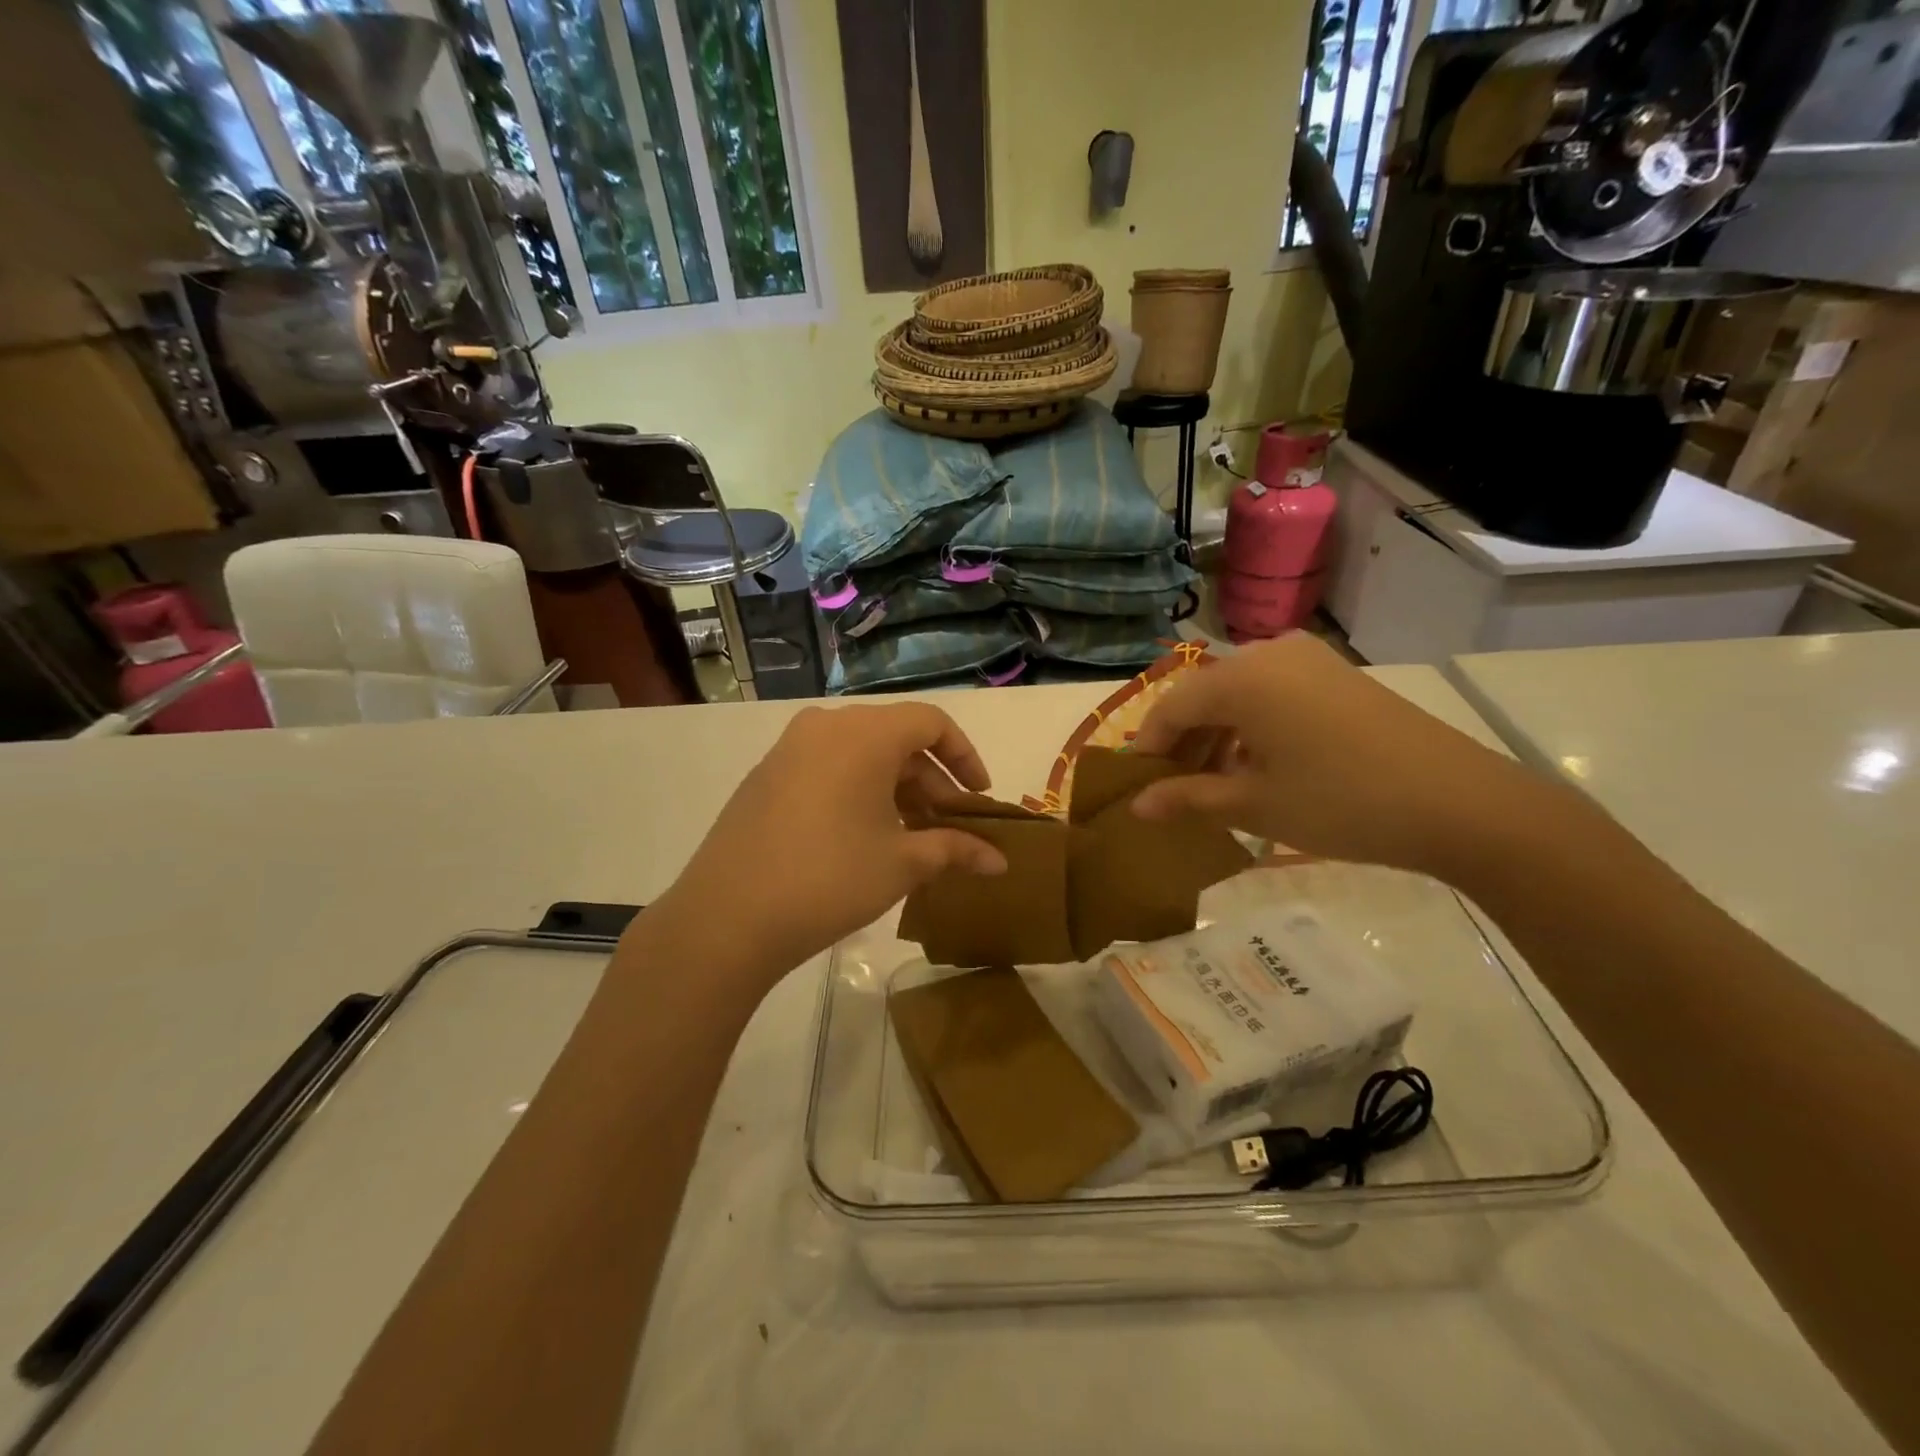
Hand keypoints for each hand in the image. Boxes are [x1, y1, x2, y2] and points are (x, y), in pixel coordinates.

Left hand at [649, 703, 1006, 984]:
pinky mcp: (766, 775)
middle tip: (947, 827)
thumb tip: (1000, 862)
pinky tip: (863, 837)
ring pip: (861, 754)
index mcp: (864, 733)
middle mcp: (826, 726)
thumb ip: (956, 850)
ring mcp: (789, 749)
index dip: (965, 756)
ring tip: (910, 837)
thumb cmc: (830, 879)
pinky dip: (859, 791)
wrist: (727, 917)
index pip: (931, 722)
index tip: (979, 797)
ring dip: (895, 789)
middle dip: (930, 781)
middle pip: (896, 738)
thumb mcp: (902, 864)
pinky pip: (828, 767)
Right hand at [1130, 633, 1543, 875]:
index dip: (1148, 748)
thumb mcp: (1254, 806)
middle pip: (1203, 695)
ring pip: (1238, 694)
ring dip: (1217, 735)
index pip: (1170, 707)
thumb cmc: (1341, 803)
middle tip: (1173, 791)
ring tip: (1214, 784)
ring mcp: (1308, 660)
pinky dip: (1252, 726)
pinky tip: (1258, 766)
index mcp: (1240, 678)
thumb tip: (1136, 806)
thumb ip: (1188, 798)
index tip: (1137, 788)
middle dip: (1182, 742)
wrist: (1461, 804)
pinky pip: (1272, 693)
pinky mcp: (1336, 675)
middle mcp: (1268, 654)